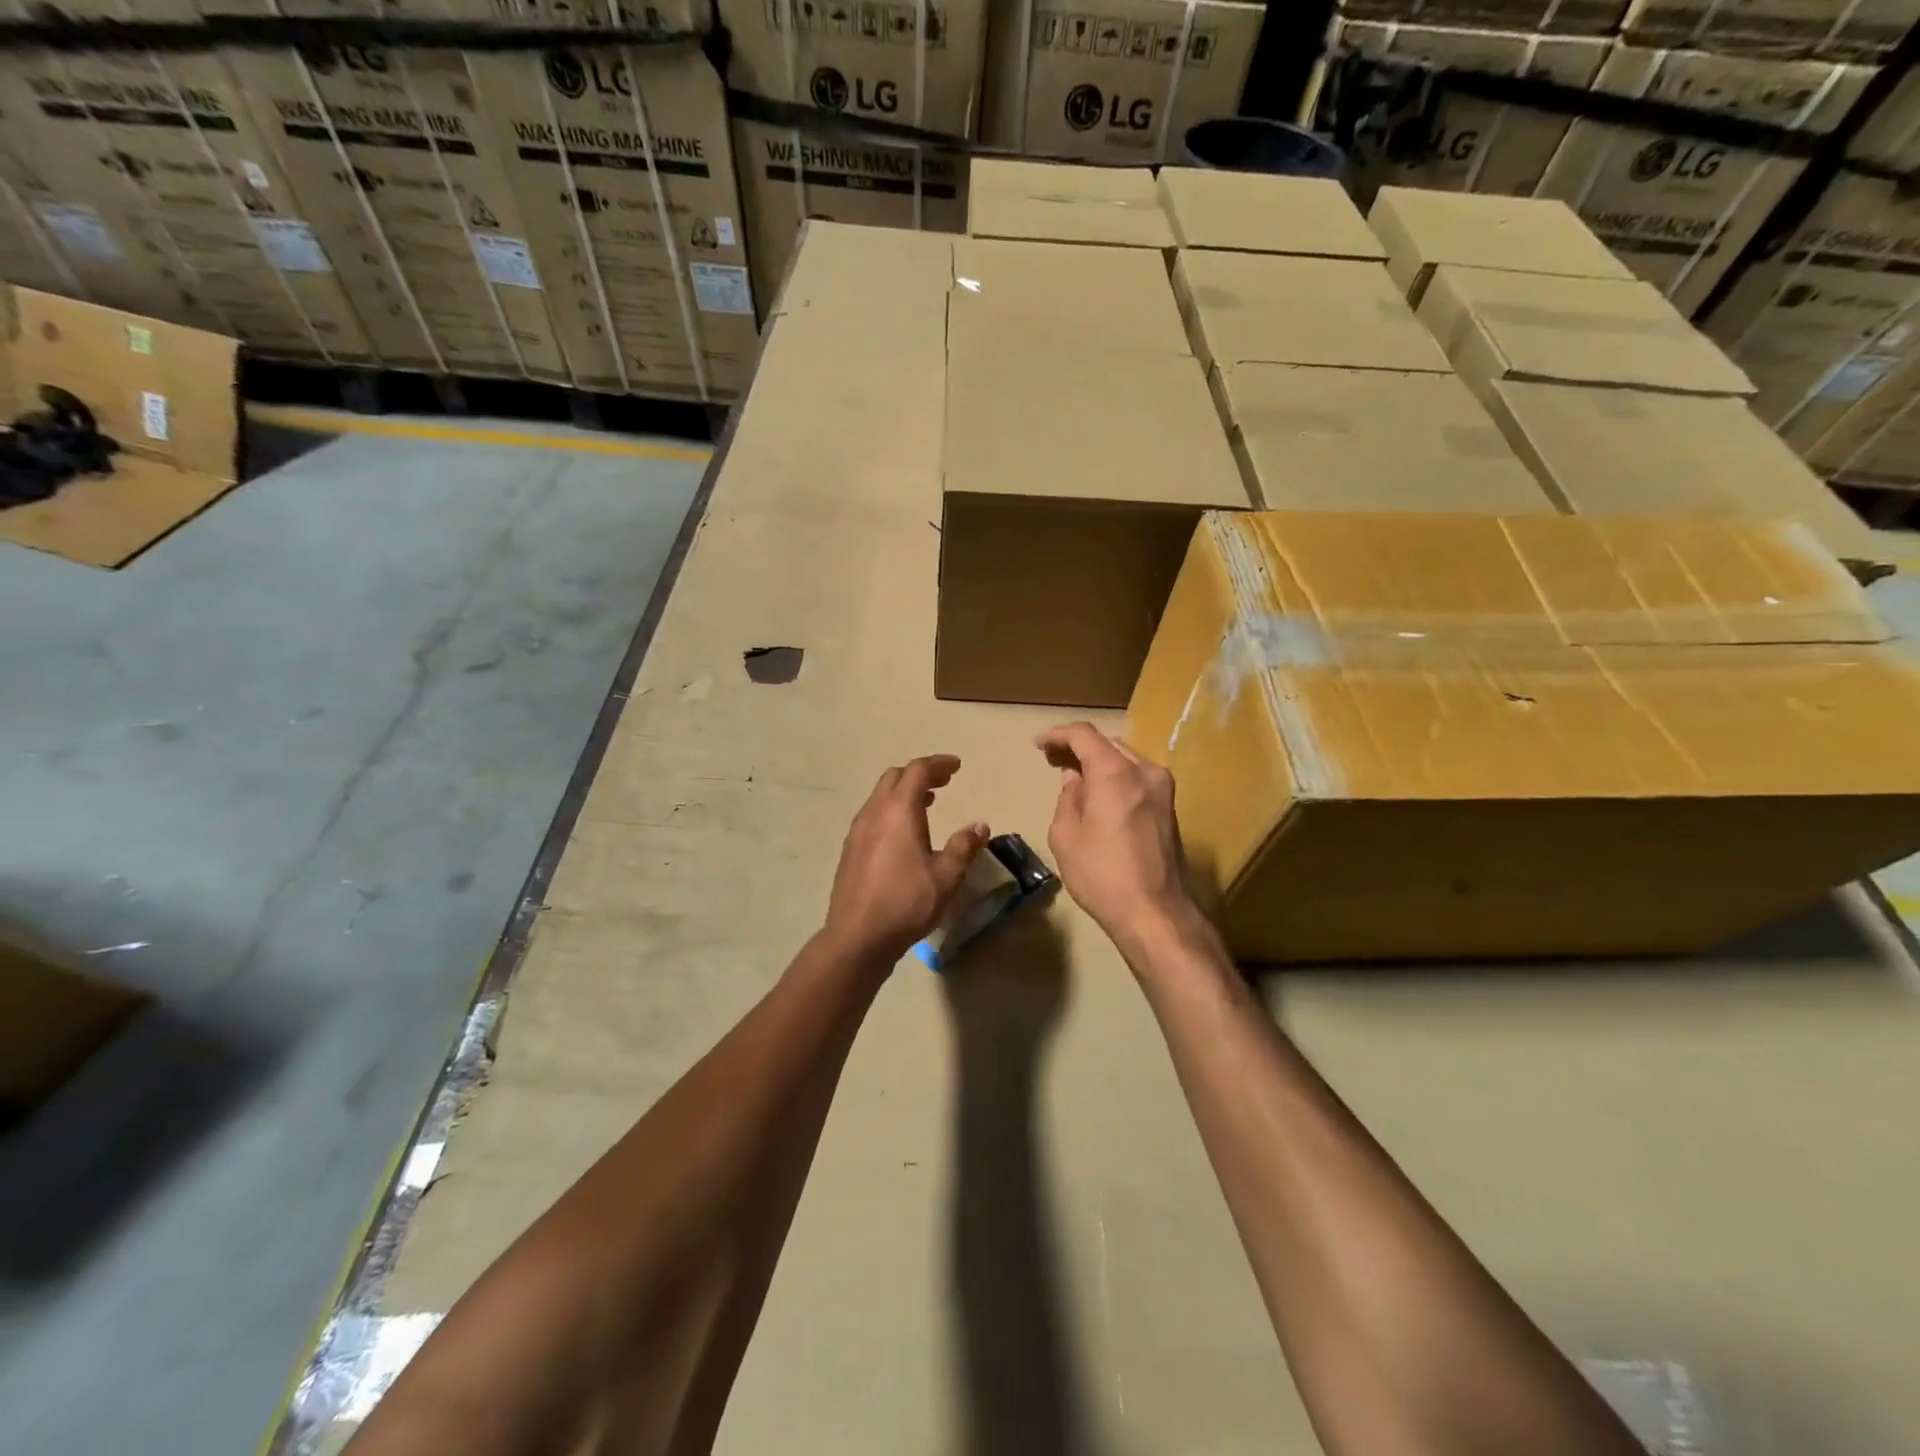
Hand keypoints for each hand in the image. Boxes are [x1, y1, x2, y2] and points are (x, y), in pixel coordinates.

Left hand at [825, 755, 988, 963]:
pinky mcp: (850, 850)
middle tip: (944, 782)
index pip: (917, 771)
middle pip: (895, 777)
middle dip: (920, 774)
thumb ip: (963, 846)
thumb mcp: (946, 877)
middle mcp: (874, 813)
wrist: (857, 936)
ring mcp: (857, 831)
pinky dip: (891, 810)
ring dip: (904, 792)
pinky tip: (904, 833)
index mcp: (898, 811)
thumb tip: (979, 825)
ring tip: (927, 803)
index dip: (938, 764)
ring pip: (880, 796)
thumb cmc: (906, 902)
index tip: (956, 766)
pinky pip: (872, 815)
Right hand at [1037, 722, 1199, 951]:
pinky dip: (1116, 776)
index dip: (1058, 734)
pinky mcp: (1170, 807)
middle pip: (1107, 743)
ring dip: (1100, 761)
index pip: (1084, 735)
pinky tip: (1101, 794)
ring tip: (1076, 777)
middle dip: (1079, 747)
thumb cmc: (1102, 875)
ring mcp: (1163, 788)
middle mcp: (1144, 771)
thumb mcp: (1066, 836)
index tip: (1039, 744)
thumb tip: (1075, 779)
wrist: (1155, 913)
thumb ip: (1068, 799)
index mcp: (1115, 773)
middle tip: (1053, 760)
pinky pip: (1137, 777)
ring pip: (1125, 759)